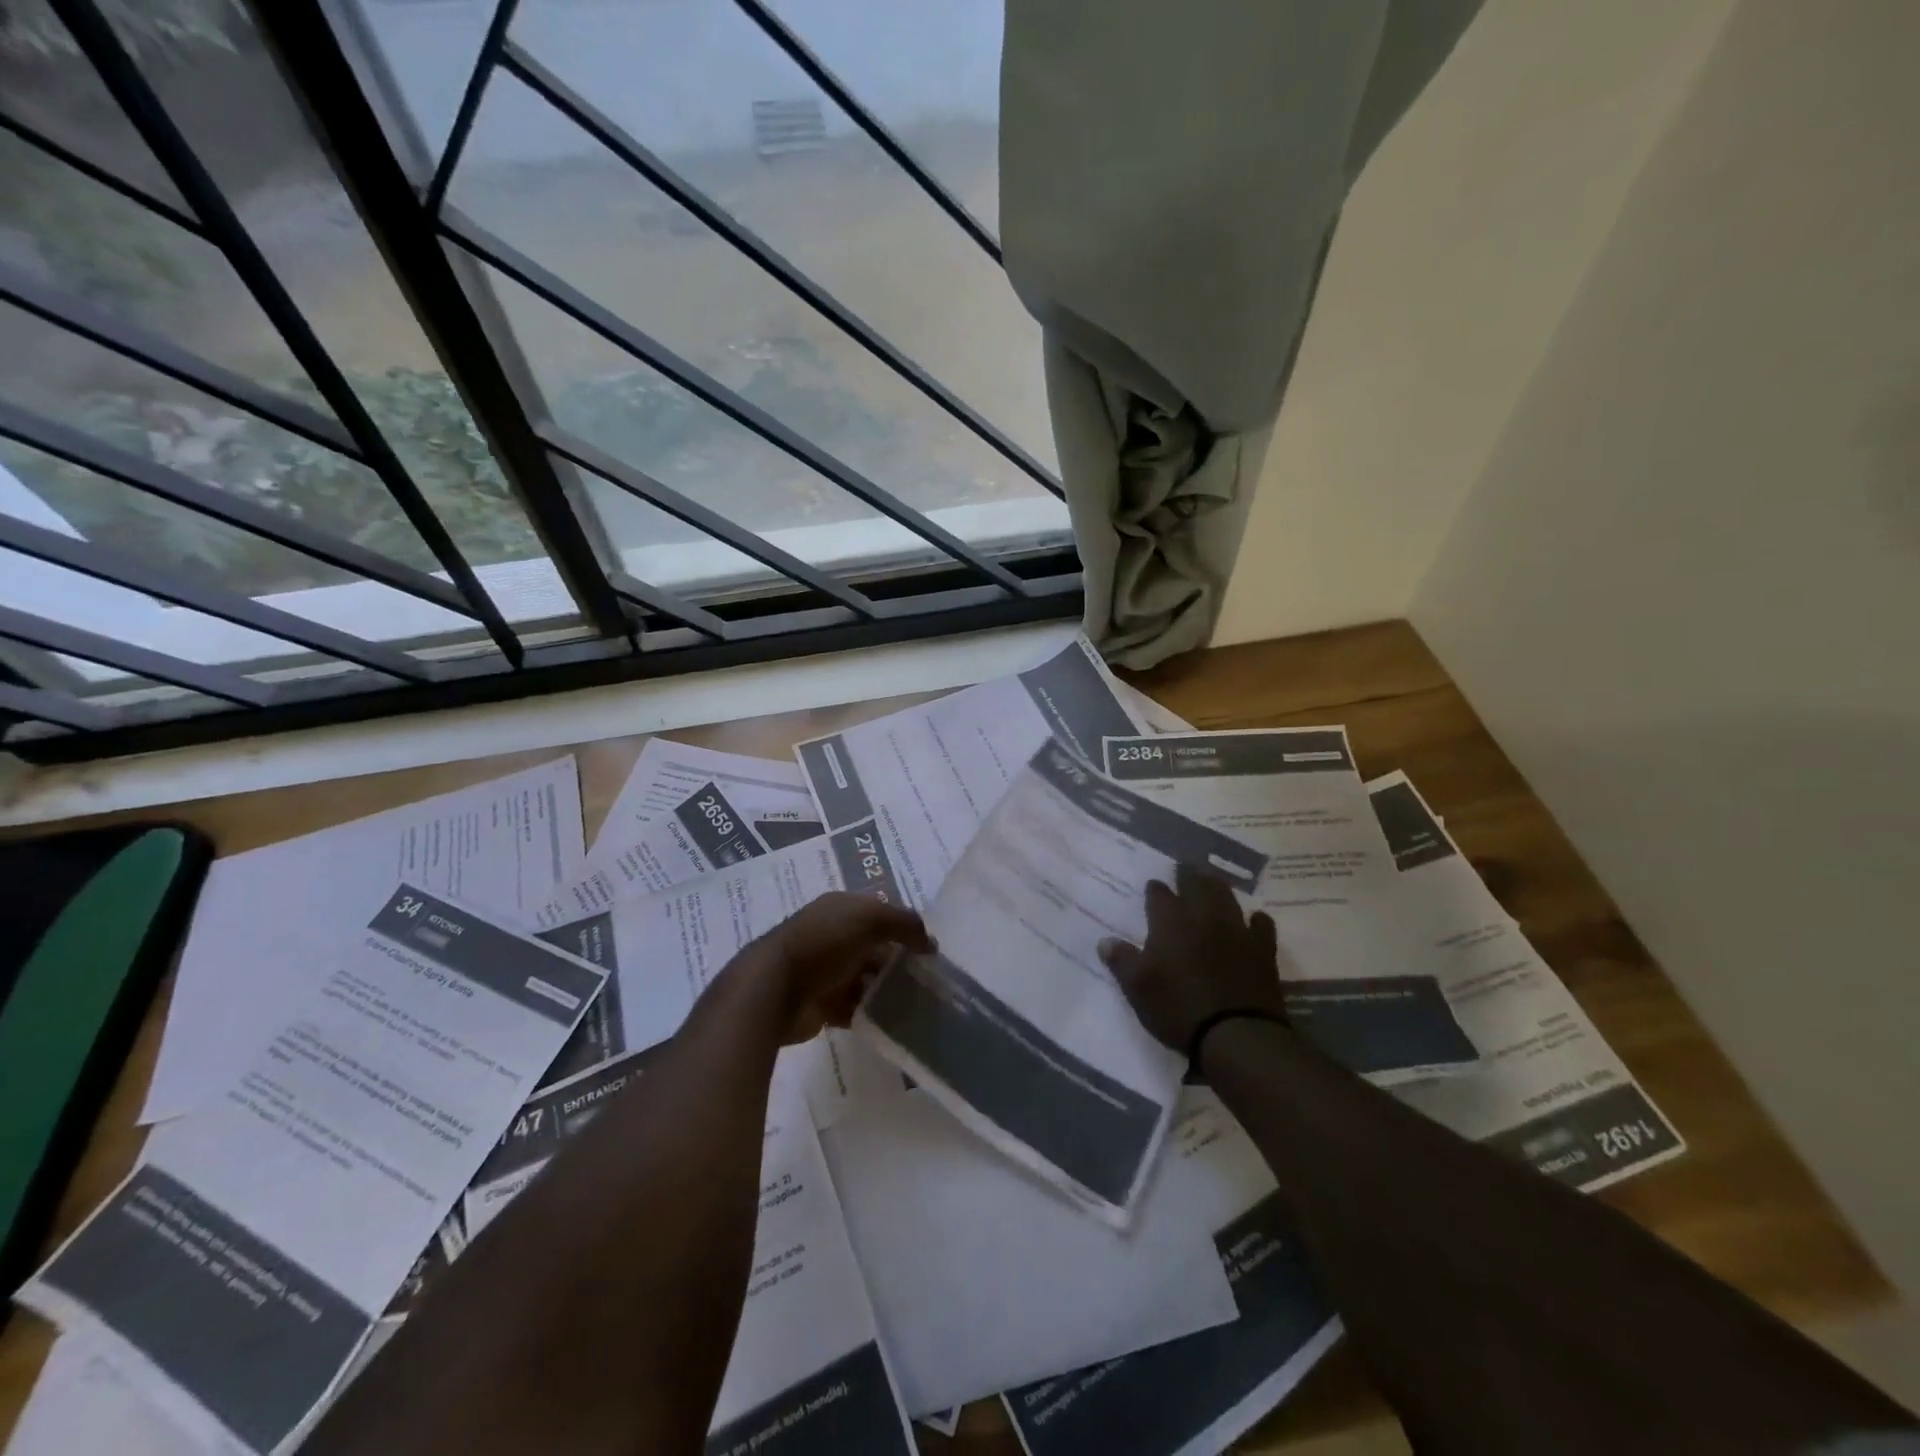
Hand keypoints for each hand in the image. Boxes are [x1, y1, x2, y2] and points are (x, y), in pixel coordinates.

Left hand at [758, 892, 932, 1043]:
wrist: (774, 989)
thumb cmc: (824, 943)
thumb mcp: (870, 919)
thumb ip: (904, 924)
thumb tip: (930, 942)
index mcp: (840, 909)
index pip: (879, 913)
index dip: (903, 928)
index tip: (928, 950)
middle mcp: (832, 936)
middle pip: (873, 948)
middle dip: (897, 962)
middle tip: (927, 980)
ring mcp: (824, 971)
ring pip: (864, 979)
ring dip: (885, 990)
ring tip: (915, 1003)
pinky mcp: (820, 1004)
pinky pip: (852, 1008)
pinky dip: (869, 1013)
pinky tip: (890, 1021)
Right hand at [1099, 862, 1287, 1053]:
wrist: (1236, 1034)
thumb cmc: (1178, 1009)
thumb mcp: (1138, 989)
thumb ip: (1122, 961)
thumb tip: (1105, 940)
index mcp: (1170, 922)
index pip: (1159, 895)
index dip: (1155, 890)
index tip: (1153, 886)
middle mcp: (1203, 917)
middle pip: (1196, 885)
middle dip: (1188, 875)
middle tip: (1184, 867)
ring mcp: (1236, 930)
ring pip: (1227, 897)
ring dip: (1217, 886)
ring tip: (1212, 881)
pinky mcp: (1262, 949)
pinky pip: (1261, 925)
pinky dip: (1256, 919)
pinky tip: (1254, 919)